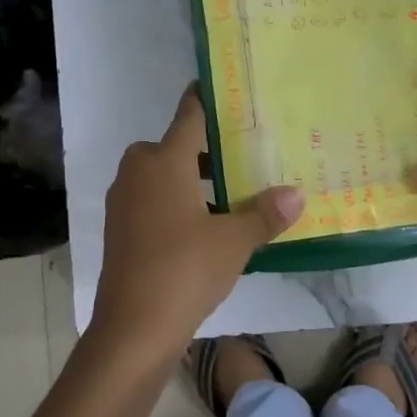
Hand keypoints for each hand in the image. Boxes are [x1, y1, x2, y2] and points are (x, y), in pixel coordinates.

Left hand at [89, 88, 303, 363]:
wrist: (133, 328)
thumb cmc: (184, 270)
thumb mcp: (234, 241)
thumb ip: (264, 213)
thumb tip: (296, 194)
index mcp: (163, 160)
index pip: (190, 114)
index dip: (208, 98)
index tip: (228, 88)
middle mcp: (138, 171)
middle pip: (175, 145)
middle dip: (208, 148)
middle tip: (246, 153)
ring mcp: (124, 200)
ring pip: (163, 175)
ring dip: (192, 179)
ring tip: (233, 192)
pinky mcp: (120, 228)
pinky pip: (153, 200)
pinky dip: (177, 202)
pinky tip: (206, 225)